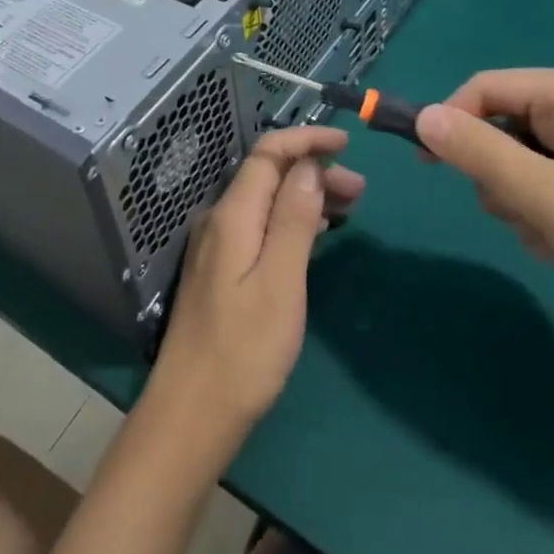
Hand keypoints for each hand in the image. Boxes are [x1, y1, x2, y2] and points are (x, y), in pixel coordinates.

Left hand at [149, 126, 363, 447]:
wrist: (192, 413)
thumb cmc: (244, 352)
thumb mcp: (280, 283)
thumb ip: (293, 220)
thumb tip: (309, 166)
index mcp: (232, 216)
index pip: (268, 154)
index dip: (306, 139)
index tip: (348, 143)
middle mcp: (220, 221)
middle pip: (268, 175)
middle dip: (314, 170)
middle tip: (361, 191)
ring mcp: (218, 246)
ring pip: (266, 201)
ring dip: (306, 195)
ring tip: (350, 209)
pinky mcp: (222, 270)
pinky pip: (261, 225)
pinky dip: (292, 220)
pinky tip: (315, 235)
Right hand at [415, 68, 553, 345]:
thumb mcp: (547, 198)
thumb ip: (478, 153)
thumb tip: (421, 116)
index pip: (484, 89)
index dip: (448, 122)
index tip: (425, 167)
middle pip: (503, 124)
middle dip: (501, 176)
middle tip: (527, 216)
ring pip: (522, 158)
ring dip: (524, 201)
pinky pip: (551, 179)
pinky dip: (548, 211)